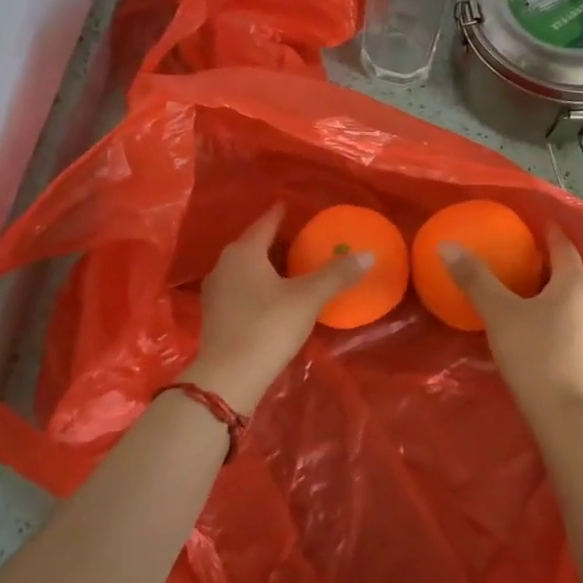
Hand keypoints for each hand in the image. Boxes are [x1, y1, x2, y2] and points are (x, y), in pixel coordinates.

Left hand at [184, 204, 371, 413]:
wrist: (229, 377)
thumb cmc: (268, 326)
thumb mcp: (307, 298)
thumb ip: (336, 275)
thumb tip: (368, 254)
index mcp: (244, 252)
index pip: (265, 223)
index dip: (280, 214)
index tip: (289, 206)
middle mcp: (224, 265)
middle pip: (252, 245)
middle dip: (273, 240)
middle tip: (297, 238)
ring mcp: (215, 292)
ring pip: (244, 268)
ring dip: (264, 265)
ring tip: (287, 266)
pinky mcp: (214, 315)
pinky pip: (239, 288)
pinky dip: (256, 285)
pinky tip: (270, 296)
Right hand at [443, 227, 582, 427]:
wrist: (566, 416)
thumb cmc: (534, 355)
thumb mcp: (499, 313)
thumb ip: (475, 279)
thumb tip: (448, 246)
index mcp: (574, 284)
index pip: (564, 248)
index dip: (549, 234)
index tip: (535, 224)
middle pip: (569, 274)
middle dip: (547, 265)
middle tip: (520, 258)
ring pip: (571, 302)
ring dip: (551, 293)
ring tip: (524, 293)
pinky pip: (571, 325)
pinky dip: (554, 318)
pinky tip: (534, 330)